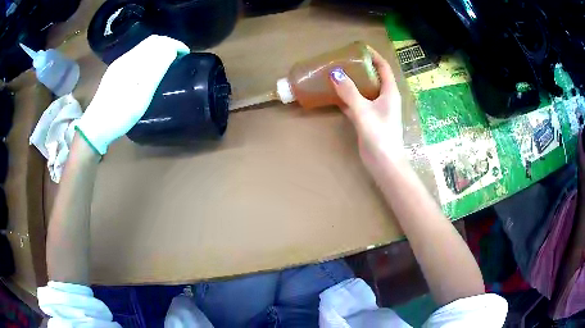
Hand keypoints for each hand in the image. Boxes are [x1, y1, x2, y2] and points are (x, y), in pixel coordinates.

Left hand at [76, 35, 188, 154]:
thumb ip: (156, 70)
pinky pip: (136, 57)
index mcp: (132, 61)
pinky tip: (150, 69)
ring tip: (168, 62)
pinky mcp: (115, 73)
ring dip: (159, 50)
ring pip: (143, 49)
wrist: (95, 128)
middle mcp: (125, 58)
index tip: (186, 54)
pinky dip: (149, 57)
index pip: (158, 42)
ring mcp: (119, 65)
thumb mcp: (141, 95)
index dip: (175, 44)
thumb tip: (171, 50)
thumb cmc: (120, 114)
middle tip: (179, 57)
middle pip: (150, 42)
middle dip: (168, 45)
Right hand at [329, 48, 405, 178]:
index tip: (359, 47)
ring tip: (337, 73)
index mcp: (390, 92)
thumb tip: (335, 73)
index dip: (373, 55)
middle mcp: (385, 98)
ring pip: (364, 90)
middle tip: (344, 60)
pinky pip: (357, 103)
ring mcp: (376, 109)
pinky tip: (335, 94)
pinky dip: (347, 97)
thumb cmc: (380, 135)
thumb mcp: (363, 111)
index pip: (383, 67)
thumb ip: (349, 92)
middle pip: (373, 77)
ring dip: (353, 82)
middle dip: (360, 67)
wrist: (384, 163)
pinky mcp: (368, 120)